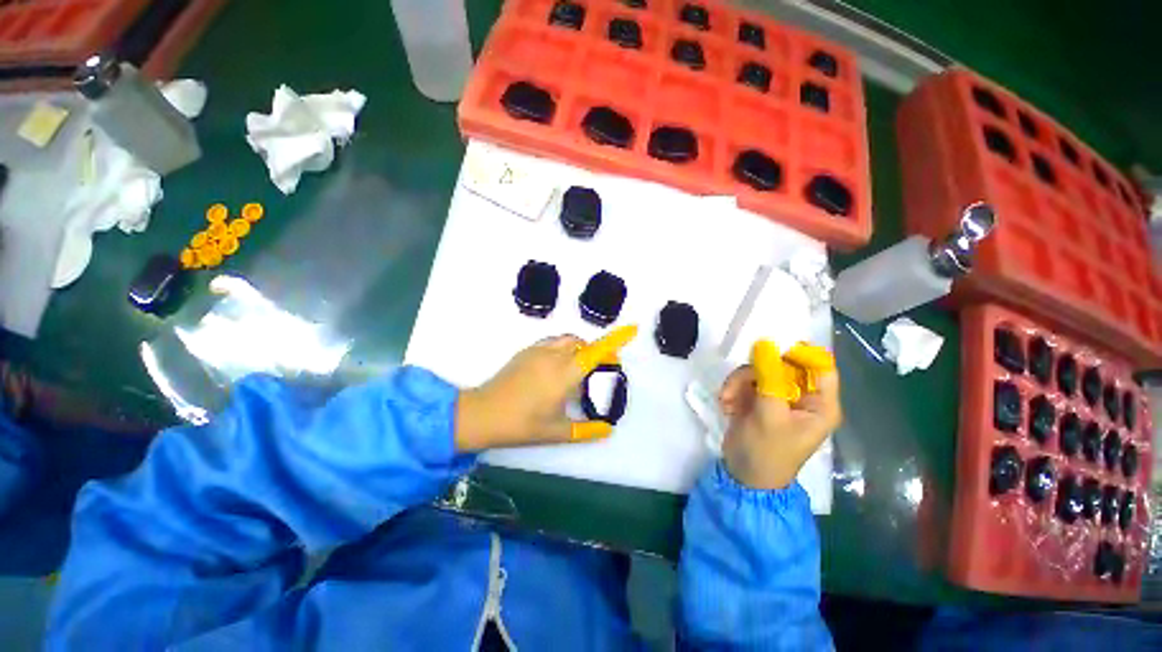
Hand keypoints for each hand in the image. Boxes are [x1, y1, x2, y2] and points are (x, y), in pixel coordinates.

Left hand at [454, 327, 637, 450]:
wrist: (482, 414)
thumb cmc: (521, 424)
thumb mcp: (557, 431)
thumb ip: (586, 430)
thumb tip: (608, 430)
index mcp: (565, 374)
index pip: (596, 351)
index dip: (615, 339)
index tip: (632, 329)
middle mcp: (553, 356)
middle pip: (583, 343)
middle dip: (597, 350)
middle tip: (601, 368)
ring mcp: (537, 351)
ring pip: (567, 340)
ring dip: (579, 347)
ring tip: (580, 368)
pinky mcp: (525, 352)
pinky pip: (552, 342)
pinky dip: (563, 348)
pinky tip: (557, 367)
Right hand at [719, 342, 841, 489]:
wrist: (743, 475)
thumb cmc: (766, 451)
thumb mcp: (769, 414)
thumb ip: (769, 378)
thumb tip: (766, 344)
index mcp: (818, 404)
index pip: (820, 366)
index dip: (799, 353)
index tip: (771, 350)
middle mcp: (800, 396)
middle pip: (783, 364)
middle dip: (756, 371)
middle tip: (737, 382)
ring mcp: (777, 396)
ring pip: (759, 371)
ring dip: (738, 382)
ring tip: (726, 400)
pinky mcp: (757, 399)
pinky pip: (744, 381)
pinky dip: (733, 390)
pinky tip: (726, 406)